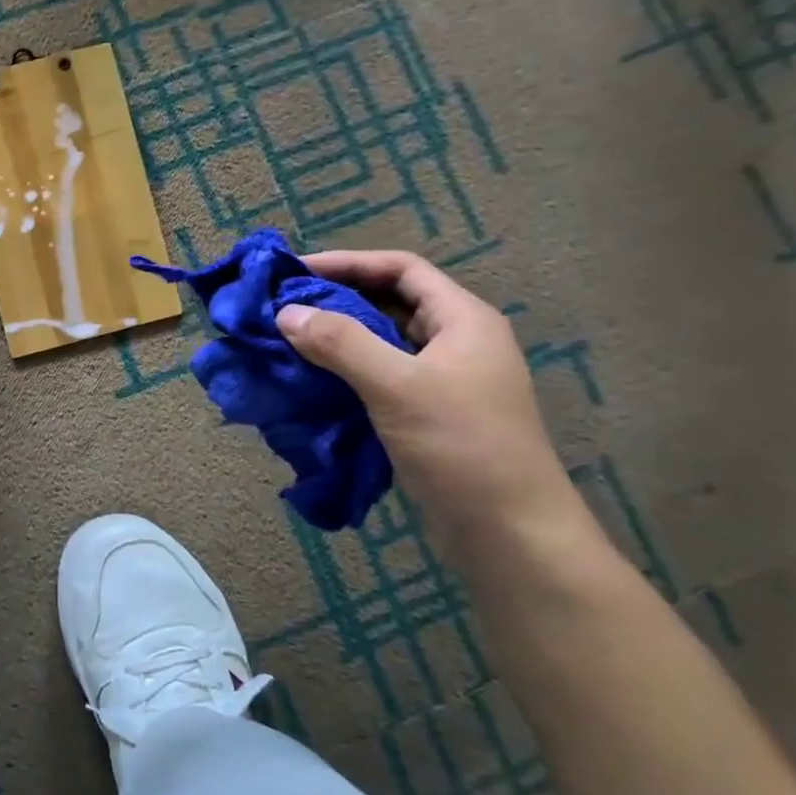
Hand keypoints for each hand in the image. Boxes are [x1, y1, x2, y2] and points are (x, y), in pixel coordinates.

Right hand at [275, 251, 594, 558]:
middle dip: (339, 300)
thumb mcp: (397, 386)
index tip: (295, 272)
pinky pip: (383, 378)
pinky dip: (349, 374)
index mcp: (463, 320)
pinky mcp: (432, 415)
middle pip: (392, 303)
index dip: (348, 263)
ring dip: (341, 339)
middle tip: (286, 307)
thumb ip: (341, 343)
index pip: (401, 269)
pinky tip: (316, 384)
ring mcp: (447, 381)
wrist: (509, 531)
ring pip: (385, 343)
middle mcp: (457, 342)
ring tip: (291, 342)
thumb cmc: (460, 445)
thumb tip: (287, 313)